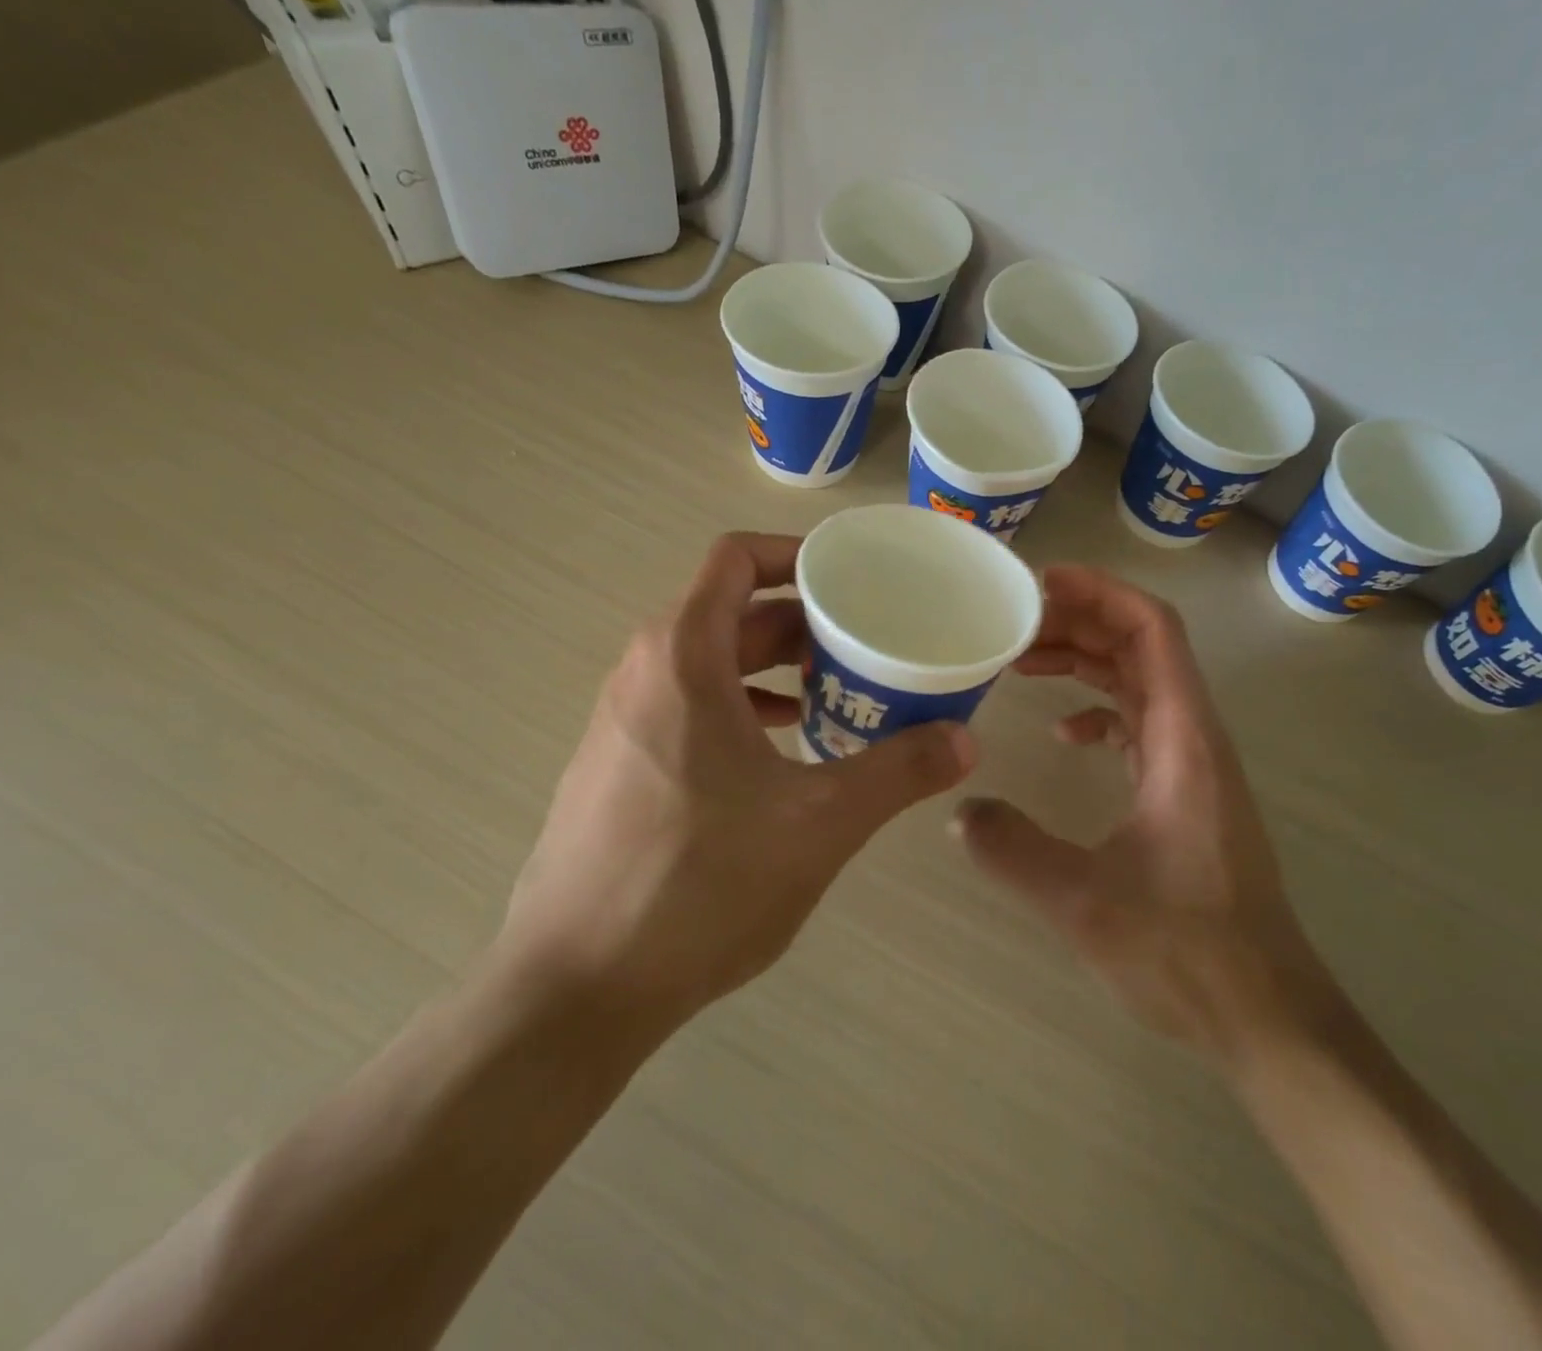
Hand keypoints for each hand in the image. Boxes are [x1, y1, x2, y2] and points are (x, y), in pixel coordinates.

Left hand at [498, 533, 975, 1045]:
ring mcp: (623, 722)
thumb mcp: (819, 824)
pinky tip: (785, 751)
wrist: (575, 987)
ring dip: (775, 667)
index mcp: (682, 658)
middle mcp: (644, 673)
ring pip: (711, 663)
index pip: (736, 559)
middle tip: (865, 645)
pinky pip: (690, 707)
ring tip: (837, 694)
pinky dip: (743, 707)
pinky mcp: (618, 766)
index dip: (796, 554)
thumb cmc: (699, 885)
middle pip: (730, 612)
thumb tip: (965, 740)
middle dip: (801, 621)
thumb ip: (898, 772)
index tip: (851, 579)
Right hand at [955, 565, 1322, 1060]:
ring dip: (1085, 661)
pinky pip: (1139, 724)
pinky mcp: (1183, 792)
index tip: (1038, 583)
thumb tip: (958, 809)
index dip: (1099, 593)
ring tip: (1022, 660)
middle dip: (1078, 620)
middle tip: (1010, 621)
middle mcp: (1193, 736)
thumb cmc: (1188, 950)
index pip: (1151, 630)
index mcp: (1183, 739)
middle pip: (1141, 645)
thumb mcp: (1086, 901)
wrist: (1264, 1012)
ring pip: (1139, 682)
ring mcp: (1191, 764)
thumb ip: (1015, 851)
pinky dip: (1100, 709)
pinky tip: (1063, 731)